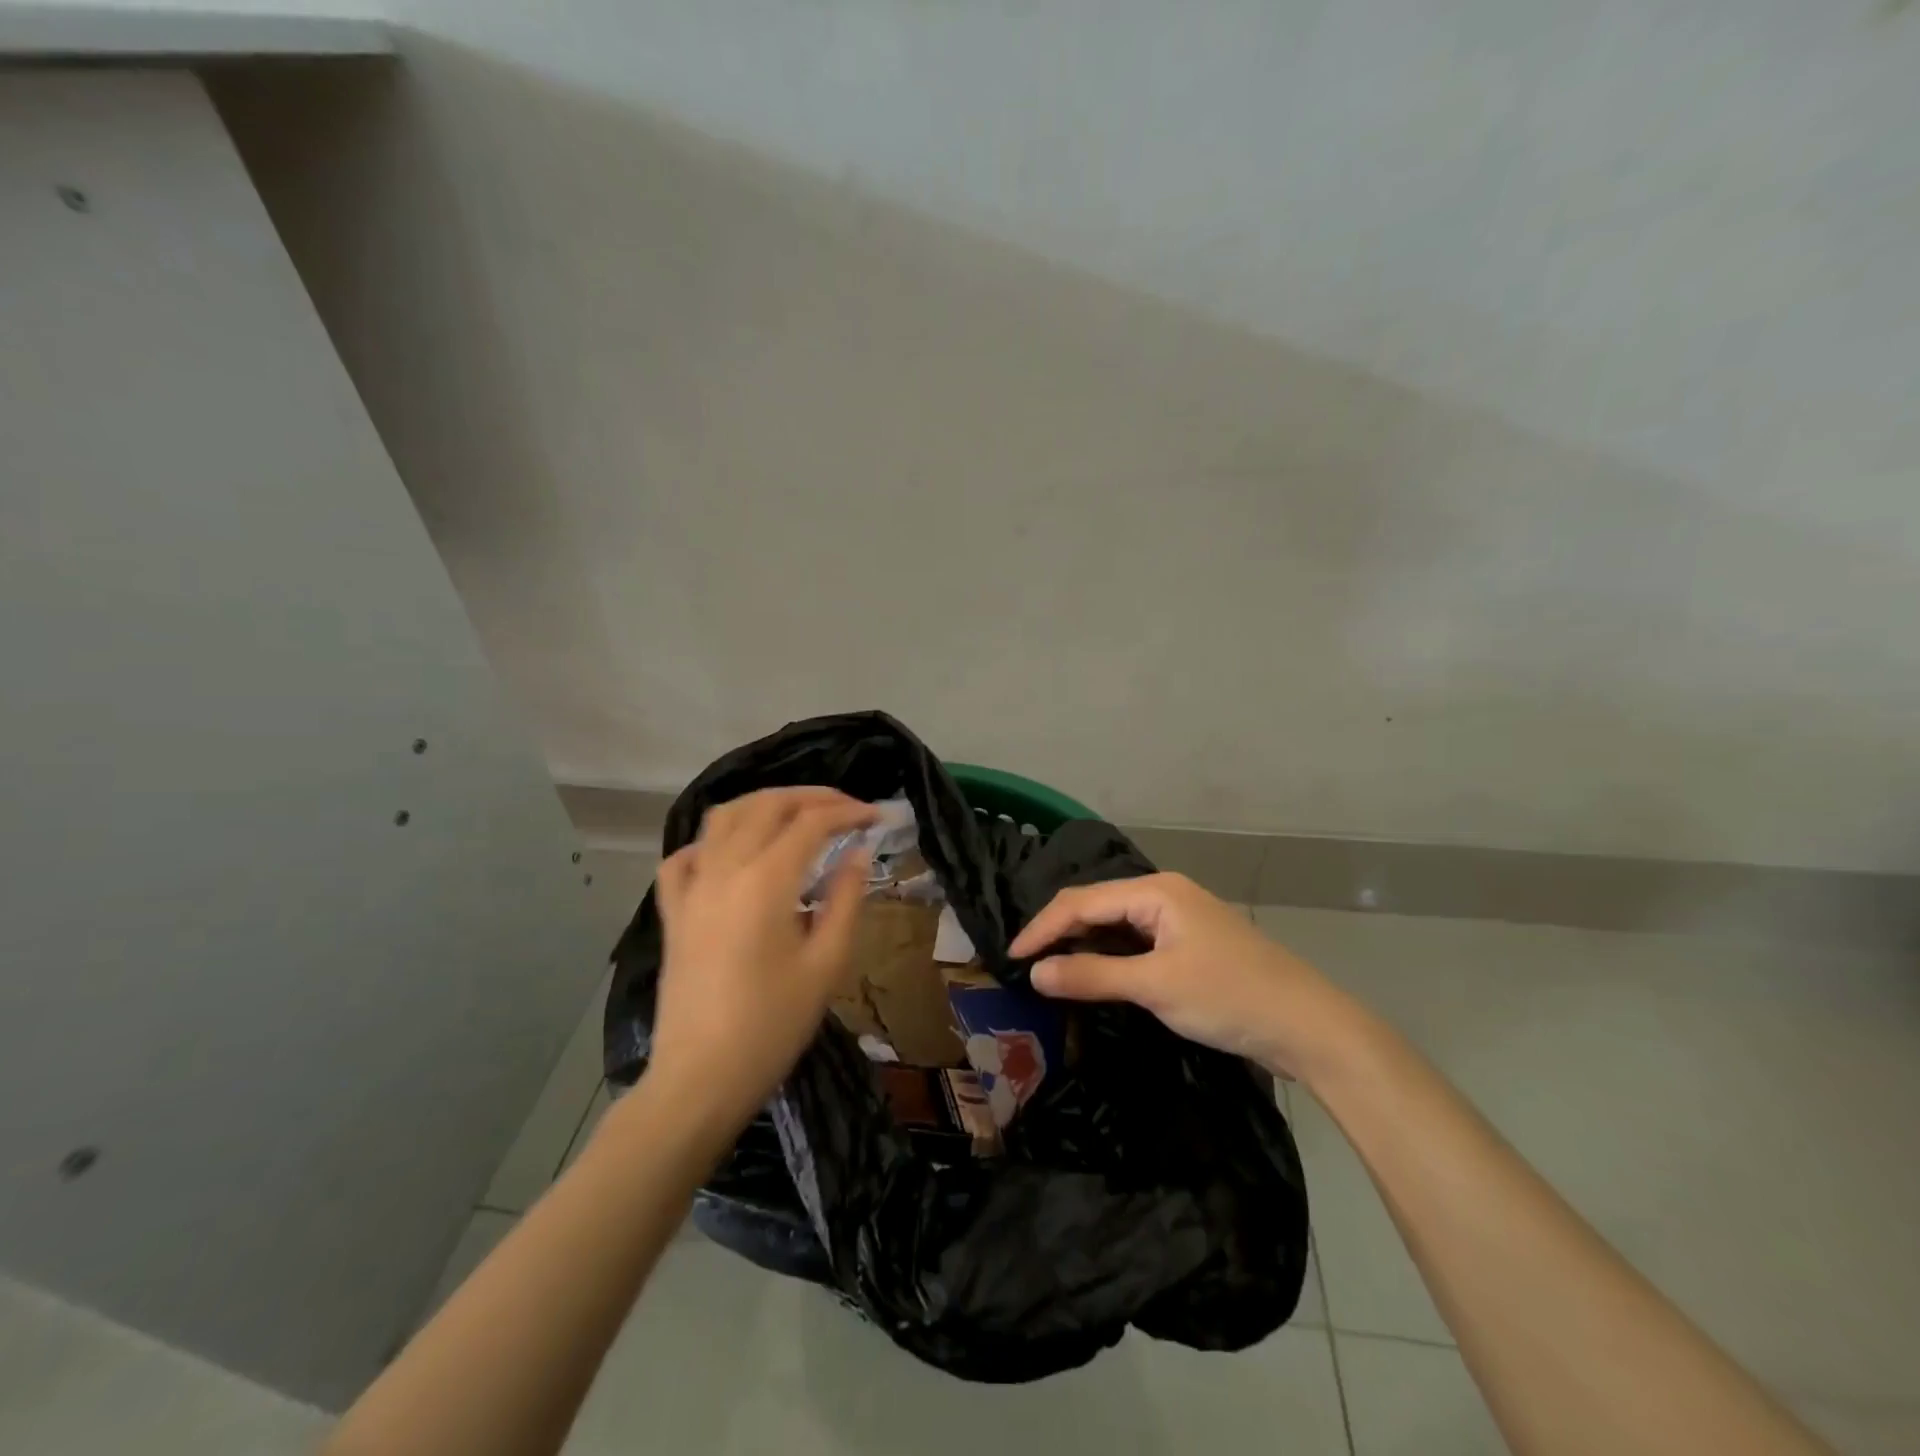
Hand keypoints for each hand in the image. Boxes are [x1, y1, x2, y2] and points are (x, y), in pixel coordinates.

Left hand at [647, 787, 877, 1133]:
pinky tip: (732, 853)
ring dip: (764, 804)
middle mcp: (724, 869)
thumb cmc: (772, 1026)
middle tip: (847, 809)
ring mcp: (692, 887)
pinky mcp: (673, 911)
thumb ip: (845, 900)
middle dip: (812, 797)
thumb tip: (857, 854)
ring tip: (796, 815)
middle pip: (767, 805)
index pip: (811, 822)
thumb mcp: (826, 964)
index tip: (877, 817)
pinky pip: (685, 856)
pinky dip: (712, 841)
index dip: (849, 812)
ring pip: (724, 817)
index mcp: (765, 880)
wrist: (701, 1079)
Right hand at [1009, 873, 1360, 1082]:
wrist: (1309, 1025)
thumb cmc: (1229, 997)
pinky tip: (1095, 973)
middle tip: (1026, 964)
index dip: (1042, 929)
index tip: (1010, 958)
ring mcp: (1181, 919)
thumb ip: (1092, 976)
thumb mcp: (1155, 987)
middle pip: (1097, 906)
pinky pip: (1136, 941)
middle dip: (1059, 932)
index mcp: (1156, 891)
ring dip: (1084, 944)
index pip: (1082, 902)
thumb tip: (1036, 973)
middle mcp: (1165, 894)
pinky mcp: (1191, 944)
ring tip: (1050, 969)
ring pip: (1117, 924)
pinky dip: (1110, 956)